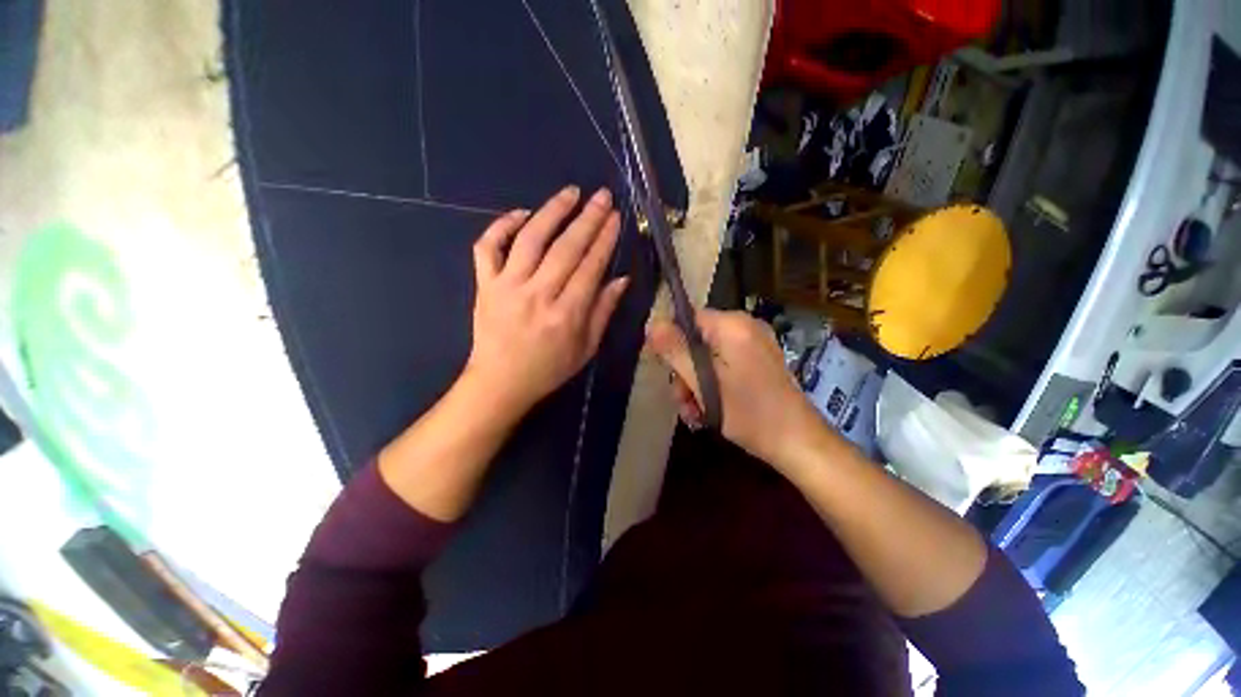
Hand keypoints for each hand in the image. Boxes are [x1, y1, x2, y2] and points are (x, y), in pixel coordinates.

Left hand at [464, 185, 628, 420]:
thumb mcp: (586, 348)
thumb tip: (622, 279)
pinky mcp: (484, 285)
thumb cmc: (549, 369)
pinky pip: (488, 247)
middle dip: (588, 218)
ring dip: (551, 211)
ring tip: (570, 193)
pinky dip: (502, 225)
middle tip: (602, 196)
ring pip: (530, 239)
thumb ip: (603, 311)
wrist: (500, 383)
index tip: (616, 217)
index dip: (605, 239)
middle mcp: (538, 295)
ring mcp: (507, 287)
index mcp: (566, 315)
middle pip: (566, 248)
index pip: (591, 267)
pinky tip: (521, 213)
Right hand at [646, 310, 821, 467]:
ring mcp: (753, 345)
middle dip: (684, 371)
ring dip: (695, 383)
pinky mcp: (757, 362)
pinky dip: (712, 384)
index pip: (687, 318)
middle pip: (697, 340)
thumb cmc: (750, 413)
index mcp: (733, 325)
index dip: (669, 341)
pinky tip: (708, 411)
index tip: (662, 368)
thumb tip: (651, 324)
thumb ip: (675, 352)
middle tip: (682, 400)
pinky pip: (723, 365)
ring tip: (694, 413)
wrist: (799, 443)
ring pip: (708, 356)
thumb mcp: (704, 384)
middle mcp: (744, 327)